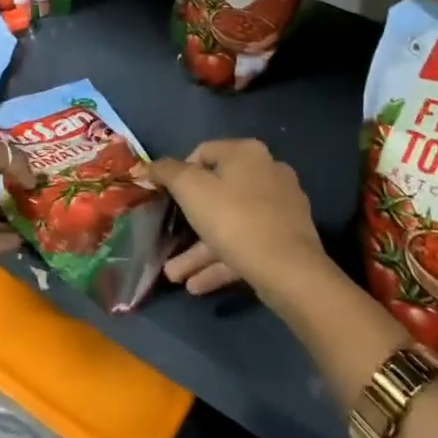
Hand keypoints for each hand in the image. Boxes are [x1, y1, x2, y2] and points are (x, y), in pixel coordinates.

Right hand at [140, 139, 325, 298]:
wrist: (289, 271)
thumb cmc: (234, 219)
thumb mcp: (190, 189)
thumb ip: (166, 172)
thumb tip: (148, 166)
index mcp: (246, 153)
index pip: (203, 153)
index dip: (178, 175)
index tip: (164, 199)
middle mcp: (268, 172)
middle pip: (217, 193)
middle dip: (187, 223)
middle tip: (167, 241)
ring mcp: (281, 206)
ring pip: (231, 223)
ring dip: (200, 249)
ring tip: (175, 275)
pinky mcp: (288, 238)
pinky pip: (247, 243)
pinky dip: (222, 260)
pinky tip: (197, 285)